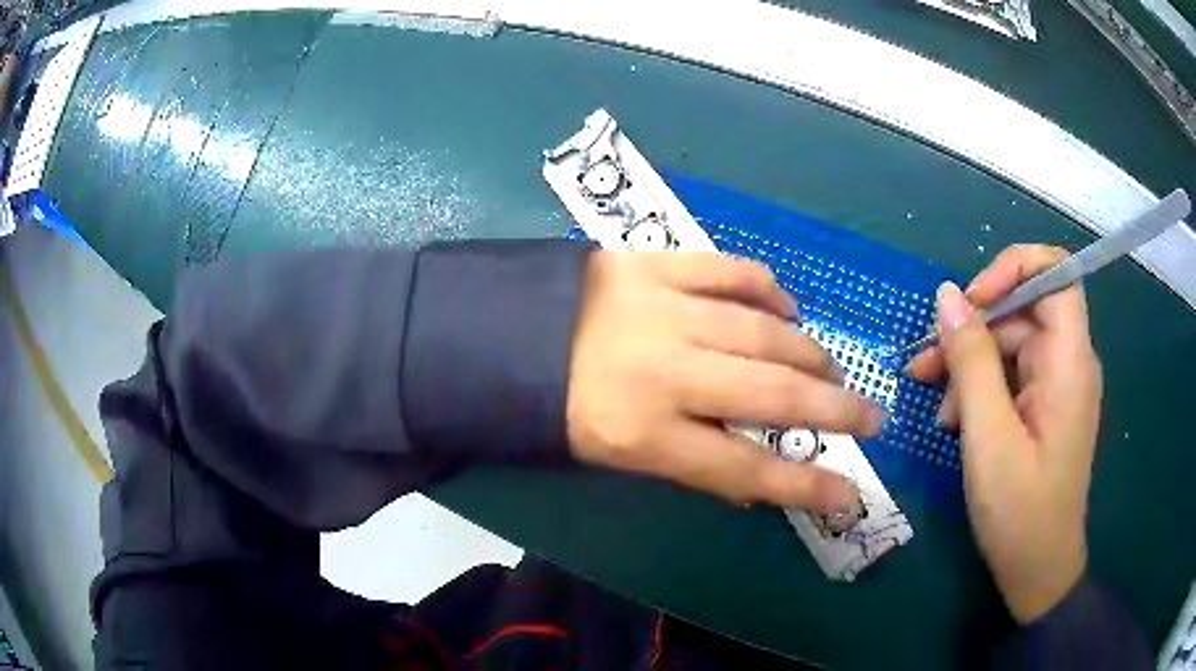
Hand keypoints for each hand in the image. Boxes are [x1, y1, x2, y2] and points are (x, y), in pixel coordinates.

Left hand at [566, 252, 884, 515]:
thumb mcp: (612, 457)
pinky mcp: (652, 263)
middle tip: (870, 418)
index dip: (805, 487)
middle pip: (773, 396)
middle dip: (835, 410)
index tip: (850, 495)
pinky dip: (767, 289)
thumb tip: (756, 481)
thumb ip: (687, 465)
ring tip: (830, 369)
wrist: (496, 333)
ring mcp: (661, 309)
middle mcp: (662, 371)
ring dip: (809, 353)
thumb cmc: (552, 408)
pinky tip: (785, 308)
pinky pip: (729, 271)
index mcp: (640, 433)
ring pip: (763, 331)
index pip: (745, 469)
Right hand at [908, 245, 1101, 623]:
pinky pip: (1011, 375)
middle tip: (924, 364)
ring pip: (1011, 343)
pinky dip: (980, 388)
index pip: (1055, 271)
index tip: (970, 302)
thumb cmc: (1020, 513)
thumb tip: (947, 296)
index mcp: (1070, 362)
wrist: (1038, 570)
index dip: (1013, 268)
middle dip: (973, 328)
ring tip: (935, 405)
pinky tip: (955, 420)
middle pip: (1024, 309)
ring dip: (969, 364)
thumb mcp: (989, 439)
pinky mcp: (1044, 406)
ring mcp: (1056, 385)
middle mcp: (1068, 362)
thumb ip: (972, 362)